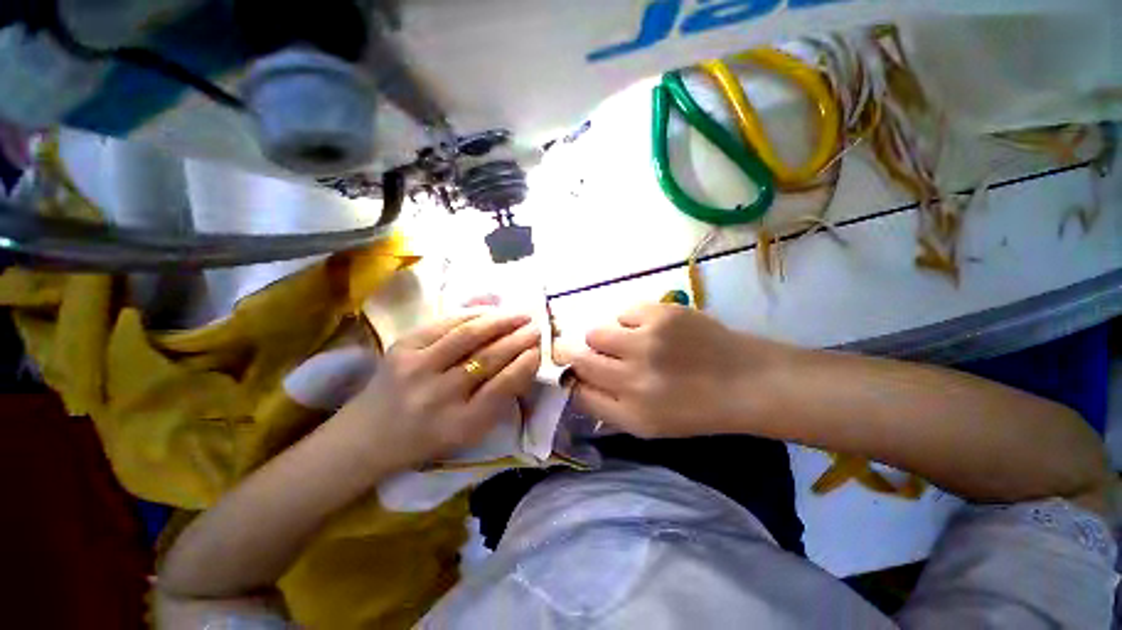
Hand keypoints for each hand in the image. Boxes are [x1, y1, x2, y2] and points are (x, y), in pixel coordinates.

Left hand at [344, 311, 540, 468]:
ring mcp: (416, 368)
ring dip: (500, 321)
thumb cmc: (430, 436)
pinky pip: (445, 324)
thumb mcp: (470, 430)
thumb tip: (525, 361)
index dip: (525, 364)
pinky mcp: (402, 348)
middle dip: (518, 339)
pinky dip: (472, 315)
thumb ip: (499, 399)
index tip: (538, 350)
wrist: (370, 434)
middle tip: (536, 328)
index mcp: (460, 424)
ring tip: (520, 314)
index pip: (503, 387)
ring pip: (468, 336)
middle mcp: (438, 396)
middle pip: (488, 358)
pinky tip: (490, 311)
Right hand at [566, 304, 791, 437]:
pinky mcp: (662, 314)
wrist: (746, 380)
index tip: (572, 372)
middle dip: (570, 353)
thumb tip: (576, 382)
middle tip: (582, 351)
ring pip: (595, 332)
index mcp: (631, 412)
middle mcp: (634, 378)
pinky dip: (629, 322)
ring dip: (603, 338)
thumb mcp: (649, 424)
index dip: (571, 379)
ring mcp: (648, 342)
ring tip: (624, 342)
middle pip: (579, 358)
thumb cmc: (695, 408)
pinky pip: (623, 313)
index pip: (578, 391)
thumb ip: (607, 407)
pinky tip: (649, 330)